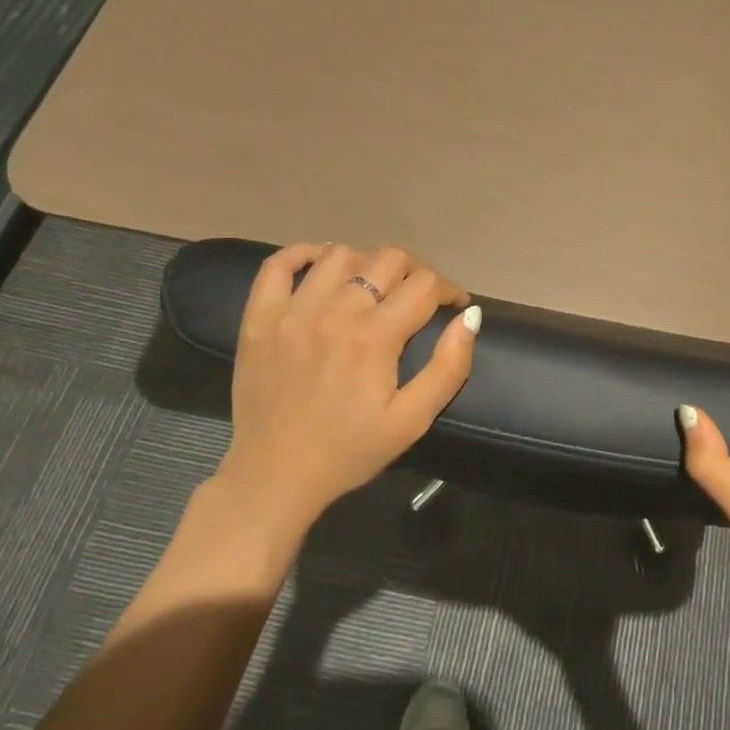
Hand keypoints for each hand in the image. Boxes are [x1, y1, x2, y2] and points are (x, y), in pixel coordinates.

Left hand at [206, 242, 480, 537]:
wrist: (275, 475)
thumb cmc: (350, 450)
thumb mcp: (412, 420)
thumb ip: (448, 367)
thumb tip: (470, 318)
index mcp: (375, 336)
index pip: (425, 285)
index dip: (449, 290)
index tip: (456, 305)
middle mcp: (335, 311)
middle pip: (387, 259)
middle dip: (416, 270)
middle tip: (421, 295)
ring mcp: (292, 310)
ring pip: (340, 254)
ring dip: (367, 263)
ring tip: (373, 285)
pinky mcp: (259, 317)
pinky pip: (278, 264)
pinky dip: (304, 254)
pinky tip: (321, 265)